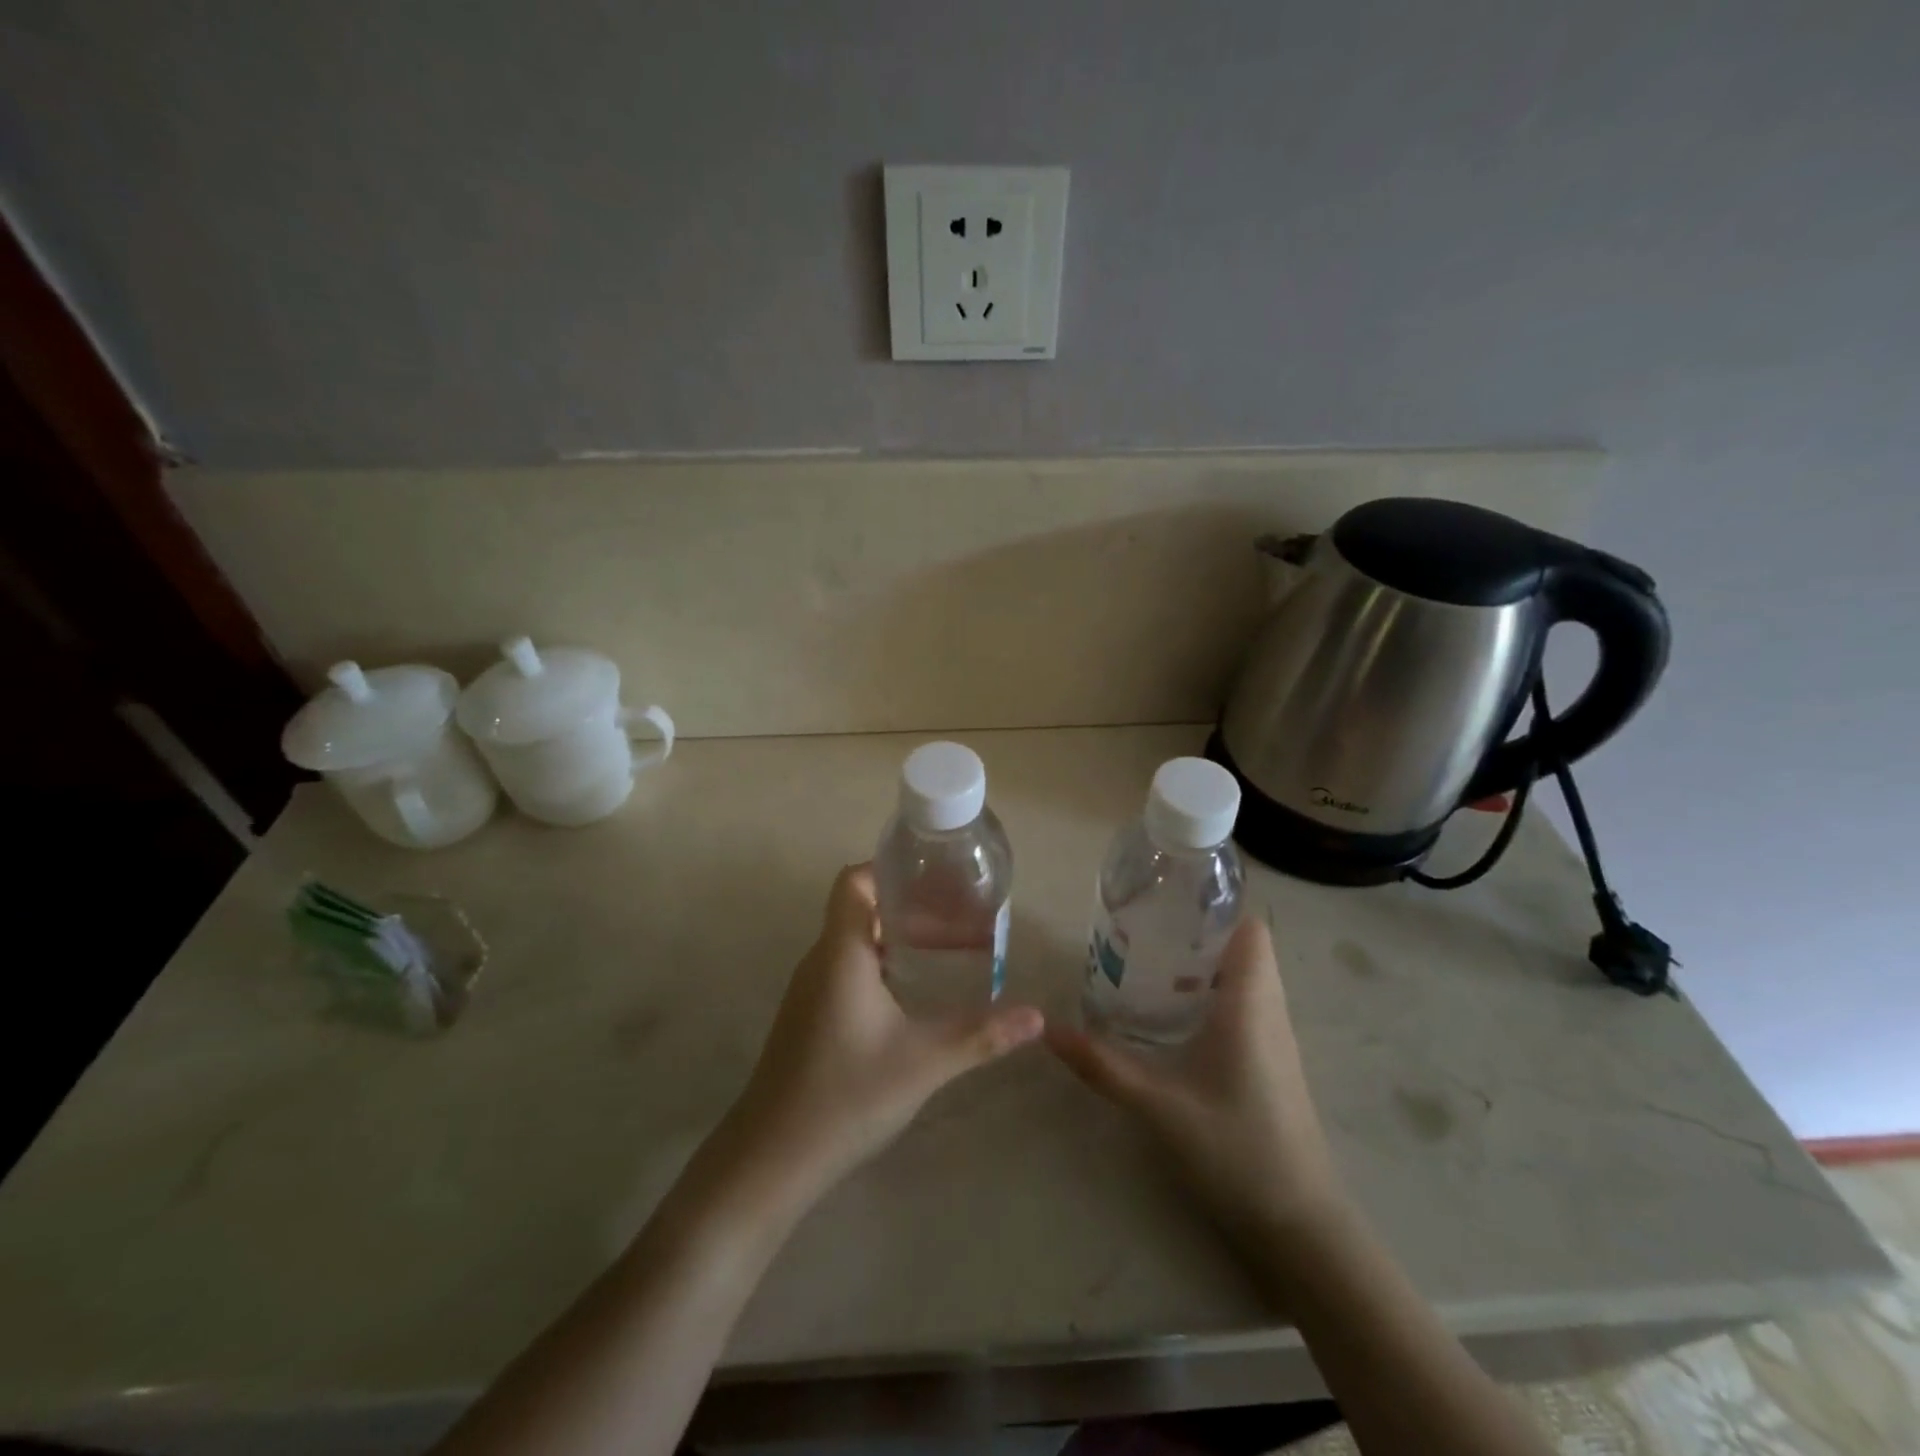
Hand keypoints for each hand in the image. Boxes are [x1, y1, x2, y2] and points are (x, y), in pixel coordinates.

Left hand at [720, 865, 1043, 1205]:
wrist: (770, 1159)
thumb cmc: (846, 1095)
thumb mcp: (923, 1062)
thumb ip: (981, 1035)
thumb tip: (1037, 1016)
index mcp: (842, 952)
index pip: (855, 881)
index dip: (890, 868)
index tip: (936, 877)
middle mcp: (821, 960)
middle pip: (862, 909)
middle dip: (911, 907)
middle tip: (961, 917)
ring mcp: (810, 990)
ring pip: (856, 942)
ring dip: (898, 938)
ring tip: (947, 948)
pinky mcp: (809, 1017)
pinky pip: (847, 969)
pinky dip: (882, 965)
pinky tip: (912, 994)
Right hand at [1047, 916, 1342, 1236]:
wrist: (1300, 1222)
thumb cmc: (1236, 1149)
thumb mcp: (1159, 1105)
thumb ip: (1103, 1065)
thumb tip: (1047, 1030)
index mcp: (1250, 1004)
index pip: (1249, 929)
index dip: (1215, 906)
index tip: (1167, 900)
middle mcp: (1268, 1010)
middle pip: (1242, 947)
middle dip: (1197, 931)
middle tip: (1144, 931)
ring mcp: (1275, 1037)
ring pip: (1245, 976)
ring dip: (1204, 963)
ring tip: (1149, 962)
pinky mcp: (1272, 1061)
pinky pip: (1246, 1004)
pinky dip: (1213, 992)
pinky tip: (1173, 1013)